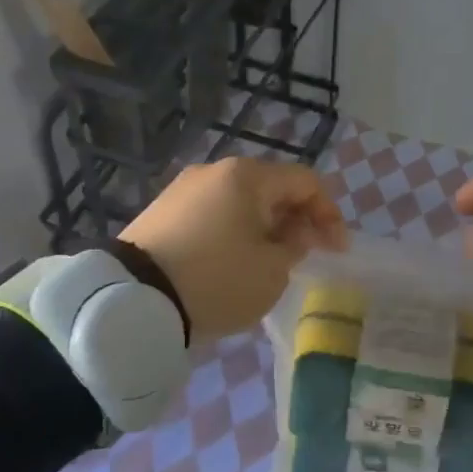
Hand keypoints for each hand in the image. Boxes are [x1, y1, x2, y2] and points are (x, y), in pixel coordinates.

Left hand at [122, 157, 346, 338]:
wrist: (135, 300)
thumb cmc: (218, 280)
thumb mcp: (273, 270)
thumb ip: (296, 246)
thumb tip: (294, 233)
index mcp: (248, 176)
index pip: (305, 182)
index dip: (329, 214)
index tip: (337, 250)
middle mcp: (214, 171)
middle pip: (271, 189)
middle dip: (296, 220)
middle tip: (306, 255)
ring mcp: (182, 190)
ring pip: (239, 203)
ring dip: (264, 228)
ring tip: (269, 262)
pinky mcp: (161, 213)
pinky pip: (212, 216)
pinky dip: (233, 233)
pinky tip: (232, 263)